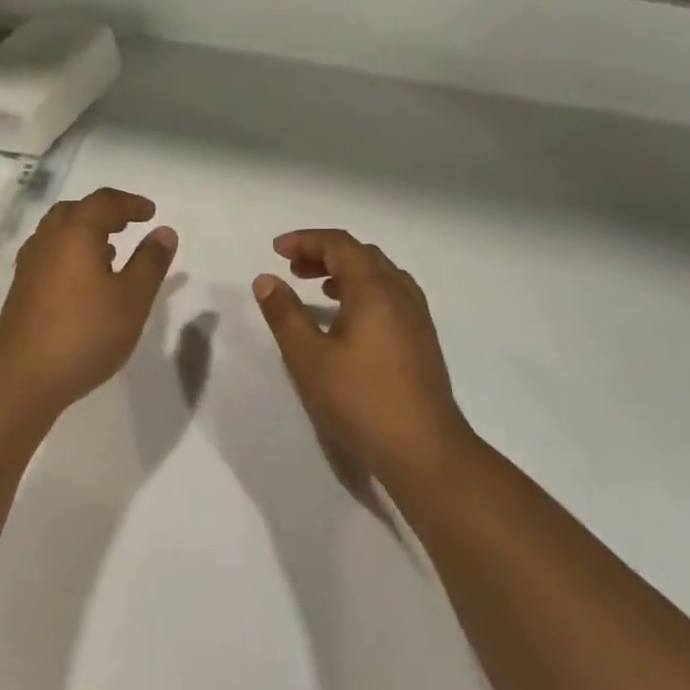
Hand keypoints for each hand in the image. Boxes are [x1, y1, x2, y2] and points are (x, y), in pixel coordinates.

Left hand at [0, 188, 176, 409]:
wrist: (24, 375)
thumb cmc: (86, 331)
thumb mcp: (132, 298)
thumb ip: (150, 262)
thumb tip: (163, 231)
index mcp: (75, 233)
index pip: (104, 202)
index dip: (130, 203)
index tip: (150, 213)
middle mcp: (48, 240)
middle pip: (75, 211)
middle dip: (103, 213)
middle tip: (127, 225)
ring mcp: (30, 265)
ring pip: (58, 233)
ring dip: (85, 234)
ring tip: (111, 252)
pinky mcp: (23, 289)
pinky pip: (50, 255)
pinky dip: (71, 254)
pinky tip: (86, 281)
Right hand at [253, 230, 472, 475]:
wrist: (424, 448)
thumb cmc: (360, 400)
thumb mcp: (308, 358)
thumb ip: (284, 315)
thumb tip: (266, 280)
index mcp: (374, 290)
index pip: (340, 245)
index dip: (306, 240)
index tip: (276, 250)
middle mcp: (400, 293)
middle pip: (361, 255)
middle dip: (324, 254)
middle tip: (293, 269)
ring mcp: (416, 316)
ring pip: (380, 275)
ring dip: (345, 272)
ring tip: (318, 289)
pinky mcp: (422, 339)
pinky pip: (391, 295)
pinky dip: (363, 291)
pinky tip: (348, 320)